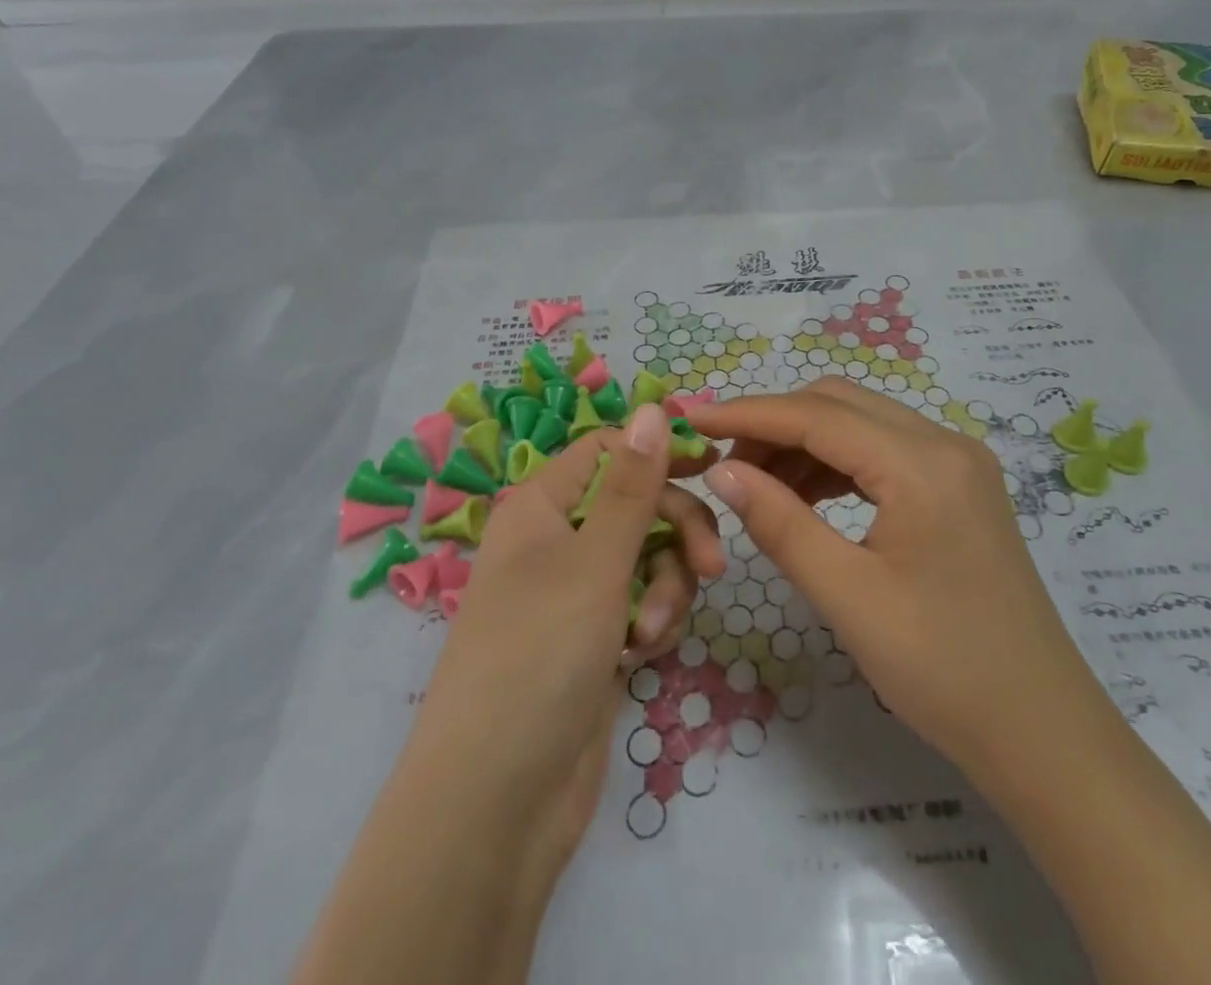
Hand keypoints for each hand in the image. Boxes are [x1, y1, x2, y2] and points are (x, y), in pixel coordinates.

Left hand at [400, 404, 725, 889]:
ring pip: (649, 558)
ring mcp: (576, 594)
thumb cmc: (539, 657)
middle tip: (713, 568)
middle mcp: (557, 541)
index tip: (714, 468)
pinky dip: (652, 622)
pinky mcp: (595, 641)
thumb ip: (632, 485)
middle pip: (638, 505)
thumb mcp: (595, 561)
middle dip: (678, 533)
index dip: (658, 453)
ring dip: (666, 587)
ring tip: (651, 632)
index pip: (608, 450)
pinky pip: (643, 604)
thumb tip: (649, 406)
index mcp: (542, 506)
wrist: (497, 804)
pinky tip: (642, 655)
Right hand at [694, 378, 1097, 792]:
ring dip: (805, 442)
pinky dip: (837, 463)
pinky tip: (806, 496)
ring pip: (861, 423)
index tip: (693, 420)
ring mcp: (958, 462)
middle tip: (724, 465)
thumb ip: (780, 523)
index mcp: (922, 464)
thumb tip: (722, 472)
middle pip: (840, 403)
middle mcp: (944, 443)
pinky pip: (884, 450)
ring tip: (757, 485)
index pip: (817, 415)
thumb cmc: (942, 669)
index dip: (748, 414)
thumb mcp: (848, 596)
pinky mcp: (960, 485)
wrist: (1040, 731)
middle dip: (775, 423)